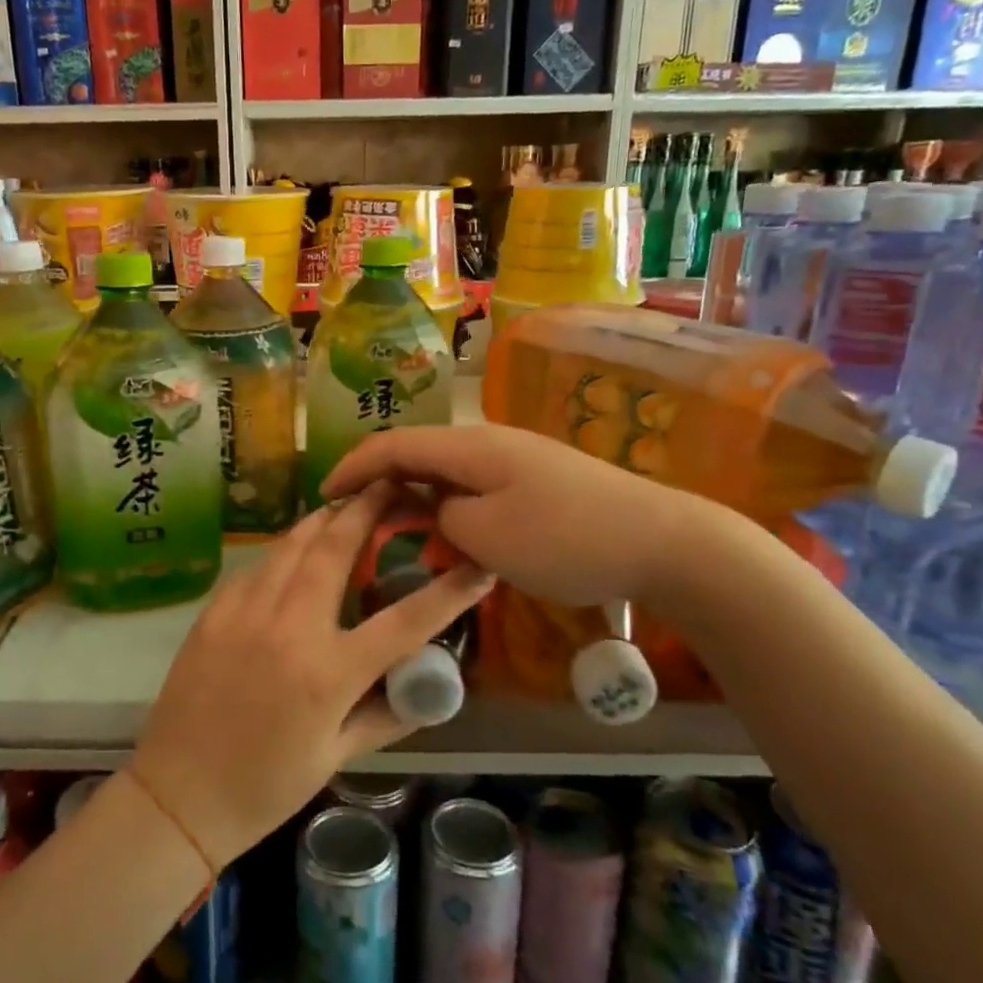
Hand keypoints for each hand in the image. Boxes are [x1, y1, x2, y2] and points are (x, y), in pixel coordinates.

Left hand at [130, 482, 492, 869]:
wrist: (178, 795)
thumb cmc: (265, 786)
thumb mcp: (336, 756)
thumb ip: (386, 715)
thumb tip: (424, 687)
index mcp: (328, 672)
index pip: (404, 622)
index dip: (449, 592)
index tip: (477, 565)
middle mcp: (288, 628)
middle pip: (335, 550)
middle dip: (366, 508)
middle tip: (388, 483)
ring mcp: (245, 613)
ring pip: (290, 546)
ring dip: (322, 519)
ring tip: (345, 503)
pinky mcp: (214, 611)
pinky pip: (257, 567)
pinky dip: (282, 551)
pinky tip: (293, 552)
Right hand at [320, 424, 689, 606]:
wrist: (659, 540)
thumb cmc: (565, 538)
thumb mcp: (486, 538)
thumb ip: (443, 518)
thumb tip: (436, 509)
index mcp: (470, 446)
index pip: (393, 444)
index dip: (352, 466)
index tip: (323, 494)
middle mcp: (488, 441)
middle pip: (417, 451)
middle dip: (377, 478)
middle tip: (349, 514)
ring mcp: (515, 459)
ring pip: (445, 470)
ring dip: (412, 492)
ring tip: (386, 523)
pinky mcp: (535, 480)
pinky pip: (473, 484)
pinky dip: (445, 503)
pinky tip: (442, 528)